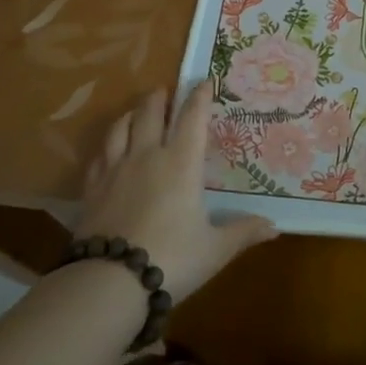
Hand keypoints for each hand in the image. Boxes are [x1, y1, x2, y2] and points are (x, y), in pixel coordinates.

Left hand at [75, 85, 277, 303]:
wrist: (109, 283)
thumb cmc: (172, 259)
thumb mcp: (215, 250)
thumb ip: (242, 233)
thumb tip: (274, 226)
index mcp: (181, 163)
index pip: (192, 118)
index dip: (199, 97)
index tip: (204, 81)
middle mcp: (147, 156)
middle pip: (150, 114)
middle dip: (159, 98)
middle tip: (165, 90)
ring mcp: (115, 171)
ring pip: (119, 129)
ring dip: (130, 115)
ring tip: (135, 112)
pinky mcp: (91, 190)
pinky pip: (98, 157)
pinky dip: (106, 147)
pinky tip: (107, 151)